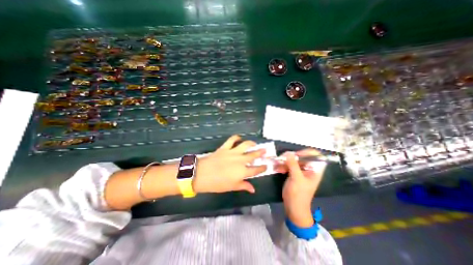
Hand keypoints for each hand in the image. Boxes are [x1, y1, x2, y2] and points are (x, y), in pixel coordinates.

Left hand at [191, 135, 265, 193]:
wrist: (201, 174)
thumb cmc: (217, 184)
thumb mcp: (231, 187)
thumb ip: (243, 186)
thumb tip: (253, 189)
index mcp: (242, 172)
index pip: (256, 169)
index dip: (262, 168)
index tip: (266, 166)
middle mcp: (240, 160)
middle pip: (254, 155)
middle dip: (261, 153)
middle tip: (265, 151)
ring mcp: (233, 152)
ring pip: (245, 145)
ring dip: (251, 143)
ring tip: (254, 143)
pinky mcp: (225, 148)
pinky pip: (232, 140)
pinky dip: (236, 137)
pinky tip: (239, 138)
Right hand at [278, 149, 325, 227]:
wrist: (293, 207)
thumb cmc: (298, 194)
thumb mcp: (296, 178)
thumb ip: (293, 164)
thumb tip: (288, 153)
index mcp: (314, 170)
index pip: (316, 156)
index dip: (307, 153)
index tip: (297, 154)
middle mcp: (308, 169)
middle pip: (302, 157)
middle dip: (291, 158)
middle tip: (282, 159)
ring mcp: (300, 171)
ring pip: (293, 161)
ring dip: (285, 162)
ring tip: (278, 165)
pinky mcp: (293, 173)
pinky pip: (288, 165)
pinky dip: (283, 166)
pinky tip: (278, 169)